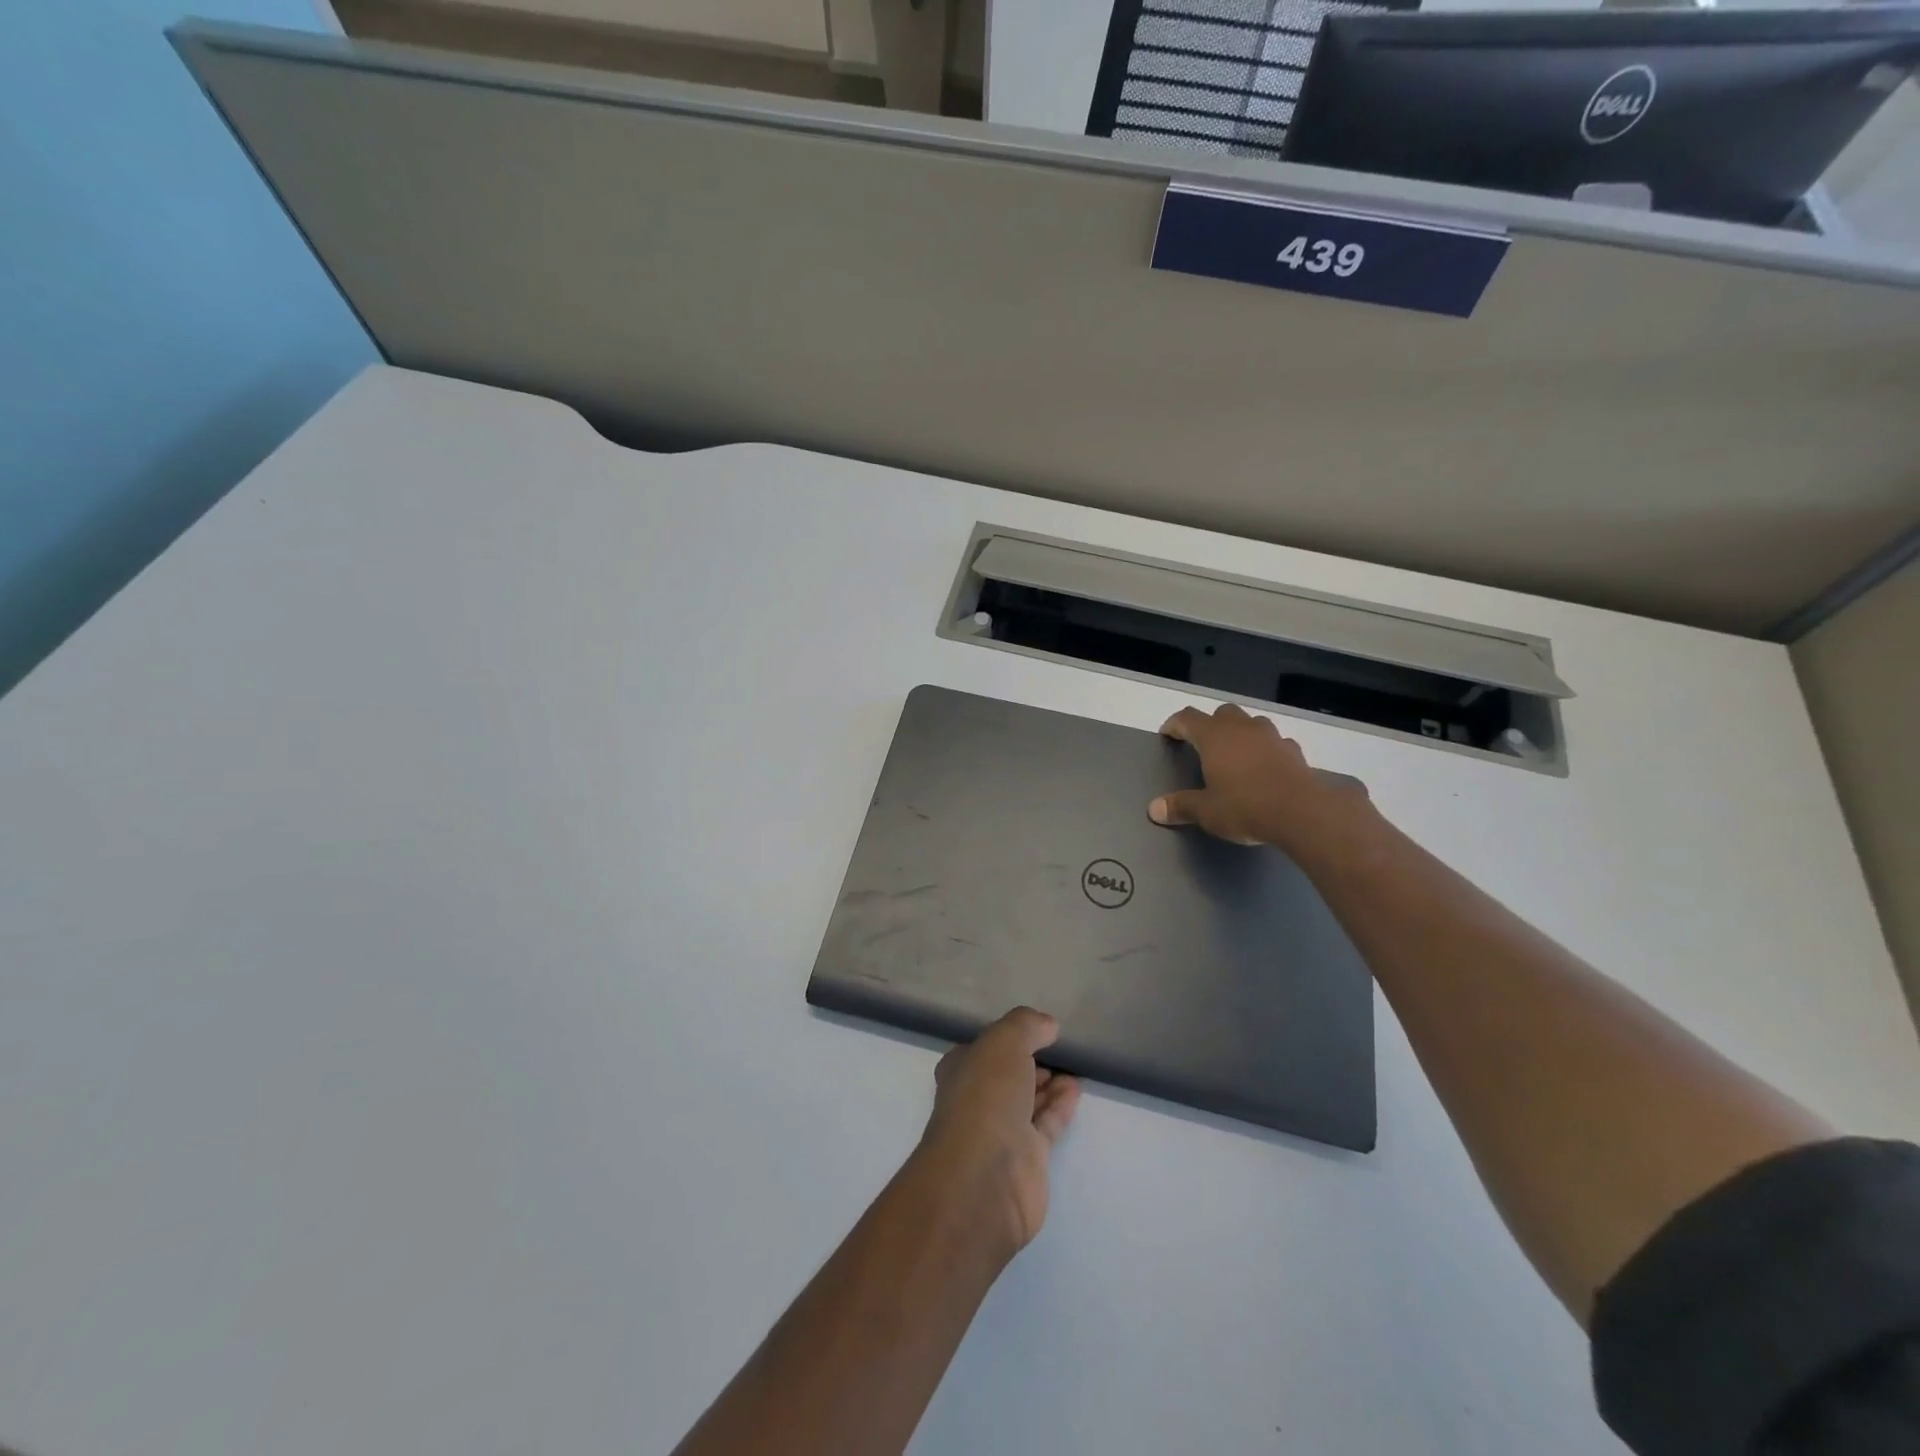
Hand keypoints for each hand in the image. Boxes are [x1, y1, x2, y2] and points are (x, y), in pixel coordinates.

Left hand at [916, 1008, 1081, 1259]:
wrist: (986, 1177)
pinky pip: (1046, 1125)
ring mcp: (1000, 1133)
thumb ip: (1026, 1026)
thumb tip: (1047, 1025)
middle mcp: (976, 1101)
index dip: (1006, 1039)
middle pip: (1006, 1076)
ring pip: (1027, 1101)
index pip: (983, 1050)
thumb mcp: (1004, 1041)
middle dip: (1029, 1063)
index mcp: (961, 1071)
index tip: (1034, 1031)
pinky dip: (1060, 1106)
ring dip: (1049, 1085)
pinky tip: (1076, 1089)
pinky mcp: (1026, 1161)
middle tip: (1058, 1050)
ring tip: (1074, 1068)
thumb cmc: (985, 1097)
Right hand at [1147, 703, 1366, 852]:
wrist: (1301, 812)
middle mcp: (1241, 728)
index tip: (1167, 735)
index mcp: (1214, 737)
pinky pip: (1274, 742)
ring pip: (1250, 722)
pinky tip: (1264, 766)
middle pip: (1221, 713)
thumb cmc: (1244, 806)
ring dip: (1240, 732)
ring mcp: (1270, 736)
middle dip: (1210, 724)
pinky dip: (1265, 749)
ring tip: (1234, 753)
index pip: (1187, 718)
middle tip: (1203, 744)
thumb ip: (1180, 806)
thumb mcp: (1206, 811)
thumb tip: (1154, 809)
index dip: (1174, 724)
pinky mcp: (1293, 751)